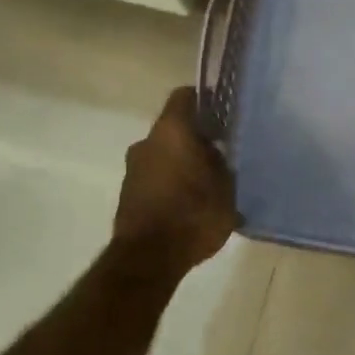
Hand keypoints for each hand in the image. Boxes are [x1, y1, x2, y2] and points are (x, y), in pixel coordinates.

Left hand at [113, 87, 238, 269]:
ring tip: (208, 185)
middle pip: (175, 128)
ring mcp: (133, 168)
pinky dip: (171, 184)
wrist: (148, 258)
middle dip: (197, 139)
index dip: (205, 100)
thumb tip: (219, 157)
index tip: (223, 114)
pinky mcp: (128, 193)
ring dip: (183, 163)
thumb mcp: (226, 188)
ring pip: (164, 154)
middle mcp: (147, 142)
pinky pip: (155, 178)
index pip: (185, 96)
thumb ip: (223, 165)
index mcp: (172, 130)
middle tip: (222, 155)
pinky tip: (191, 205)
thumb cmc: (193, 214)